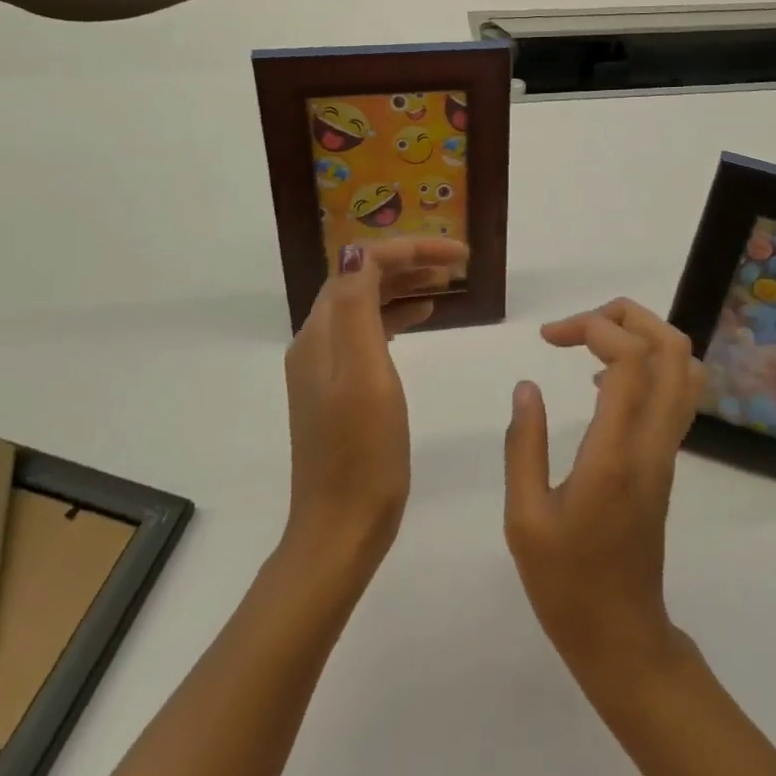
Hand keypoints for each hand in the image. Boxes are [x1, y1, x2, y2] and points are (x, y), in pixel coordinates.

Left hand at [282, 236, 467, 576]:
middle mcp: (317, 342)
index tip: (458, 255)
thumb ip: (359, 310)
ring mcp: (326, 367)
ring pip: (365, 305)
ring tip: (446, 283)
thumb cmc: (362, 452)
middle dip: (408, 261)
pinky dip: (397, 316)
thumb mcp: (365, 375)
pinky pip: (368, 333)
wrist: (341, 526)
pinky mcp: (339, 389)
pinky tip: (423, 318)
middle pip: (361, 280)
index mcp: (321, 334)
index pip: (360, 265)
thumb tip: (358, 251)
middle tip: (458, 264)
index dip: (409, 249)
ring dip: (404, 286)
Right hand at [503, 298, 706, 689]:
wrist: (622, 636)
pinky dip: (647, 364)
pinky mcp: (666, 460)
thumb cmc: (565, 583)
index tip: (548, 337)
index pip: (630, 359)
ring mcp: (667, 450)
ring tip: (590, 345)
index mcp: (617, 453)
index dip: (593, 328)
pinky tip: (600, 383)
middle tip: (576, 328)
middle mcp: (653, 442)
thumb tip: (527, 386)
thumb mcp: (525, 518)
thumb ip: (525, 446)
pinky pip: (675, 391)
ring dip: (642, 336)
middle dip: (626, 316)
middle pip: (672, 347)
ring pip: (683, 366)